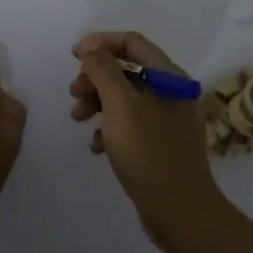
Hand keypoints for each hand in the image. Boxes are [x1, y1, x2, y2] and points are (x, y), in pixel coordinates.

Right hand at [70, 30, 224, 240]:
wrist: (179, 210)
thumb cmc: (148, 151)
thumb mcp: (120, 105)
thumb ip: (103, 69)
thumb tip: (91, 43)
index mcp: (169, 77)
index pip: (133, 43)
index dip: (101, 43)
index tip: (74, 56)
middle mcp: (172, 93)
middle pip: (127, 70)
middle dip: (96, 78)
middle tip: (74, 94)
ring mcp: (167, 120)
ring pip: (125, 99)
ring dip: (98, 103)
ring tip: (78, 119)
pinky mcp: (160, 145)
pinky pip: (130, 125)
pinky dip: (110, 129)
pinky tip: (96, 147)